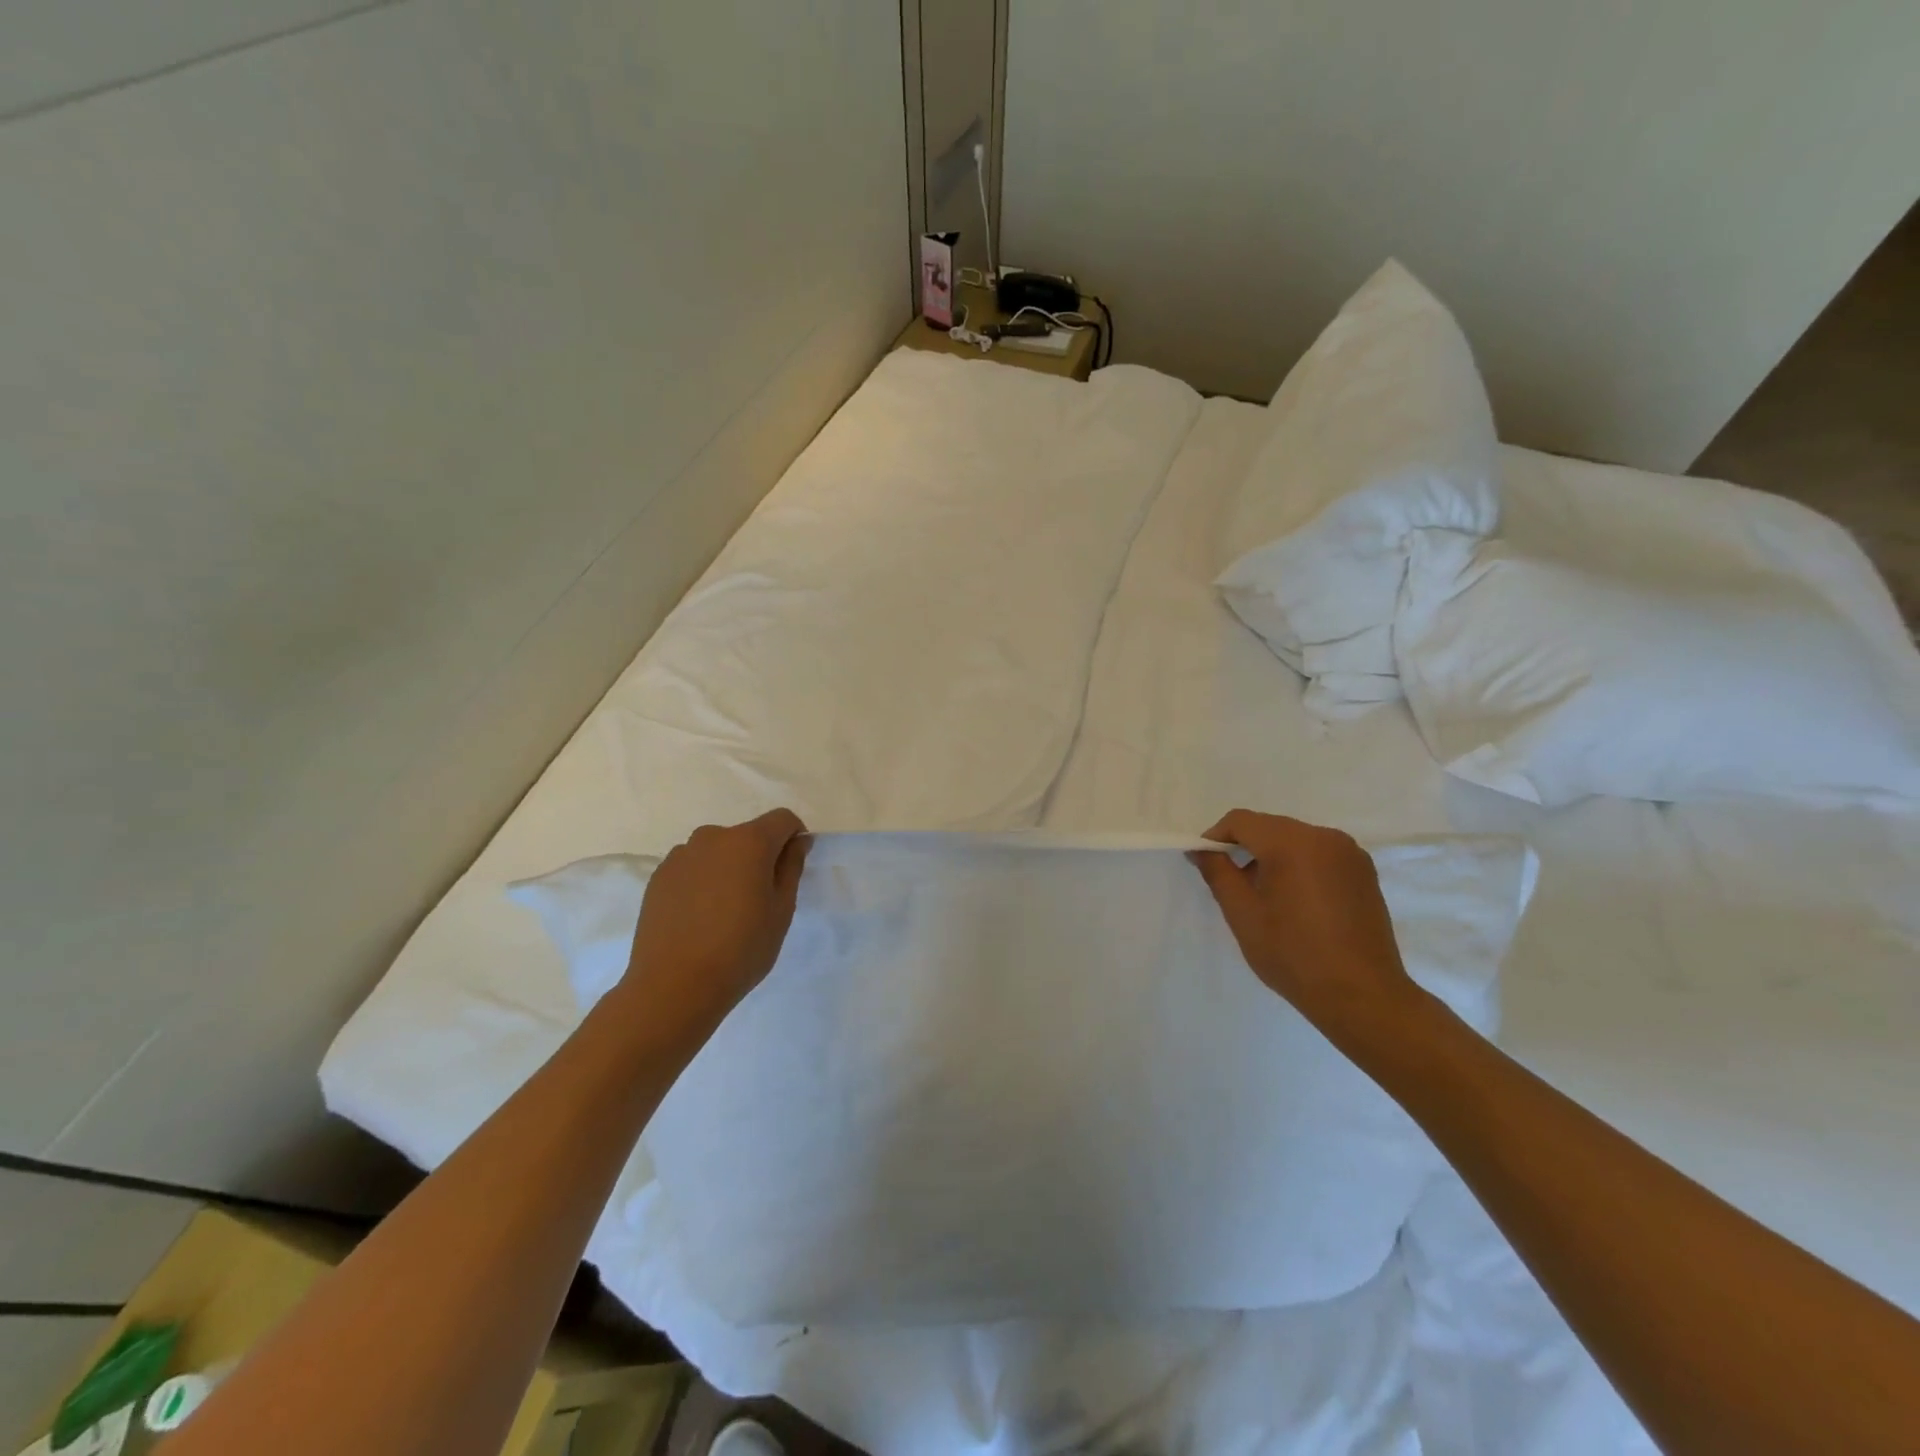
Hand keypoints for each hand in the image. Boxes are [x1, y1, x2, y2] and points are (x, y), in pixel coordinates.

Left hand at [615, 809, 810, 1041]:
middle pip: (747, 835)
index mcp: (749, 841)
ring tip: (725, 912)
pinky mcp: (658, 877)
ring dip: (728, 868)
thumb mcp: (781, 910)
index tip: (792, 869)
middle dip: (759, 856)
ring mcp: (680, 855)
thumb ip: (792, 867)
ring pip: (717, 852)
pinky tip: (699, 918)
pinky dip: (702, 881)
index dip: (794, 837)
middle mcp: (713, 837)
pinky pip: (692, 868)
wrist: (673, 987)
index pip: (782, 819)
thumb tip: (798, 840)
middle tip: (760, 899)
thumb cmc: (740, 949)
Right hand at [1191, 809, 1426, 1049]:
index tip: (1205, 863)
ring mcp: (1350, 853)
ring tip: (1264, 896)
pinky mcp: (1364, 872)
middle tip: (1231, 883)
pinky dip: (1299, 865)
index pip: (1241, 821)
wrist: (1361, 996)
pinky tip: (1295, 901)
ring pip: (1295, 840)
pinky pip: (1319, 855)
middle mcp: (1325, 837)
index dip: (1216, 837)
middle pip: (1270, 827)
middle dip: (1245, 847)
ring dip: (1272, 856)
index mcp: (1292, 842)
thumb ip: (1217, 872)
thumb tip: (1200, 850)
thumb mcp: (1242, 913)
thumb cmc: (1292, 954)